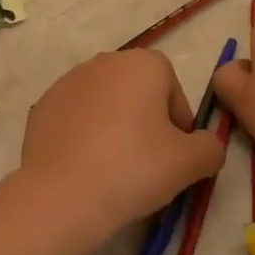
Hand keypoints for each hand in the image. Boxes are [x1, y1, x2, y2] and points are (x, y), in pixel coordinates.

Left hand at [19, 49, 225, 242]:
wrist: (61, 194)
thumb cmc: (134, 168)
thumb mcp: (189, 164)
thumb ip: (210, 148)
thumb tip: (208, 145)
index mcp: (144, 64)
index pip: (172, 87)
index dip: (178, 123)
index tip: (175, 156)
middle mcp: (107, 60)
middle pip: (138, 91)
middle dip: (146, 122)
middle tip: (148, 166)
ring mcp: (70, 80)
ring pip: (106, 103)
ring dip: (114, 127)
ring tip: (114, 171)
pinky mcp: (44, 104)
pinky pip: (76, 118)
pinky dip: (84, 136)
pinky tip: (85, 169)